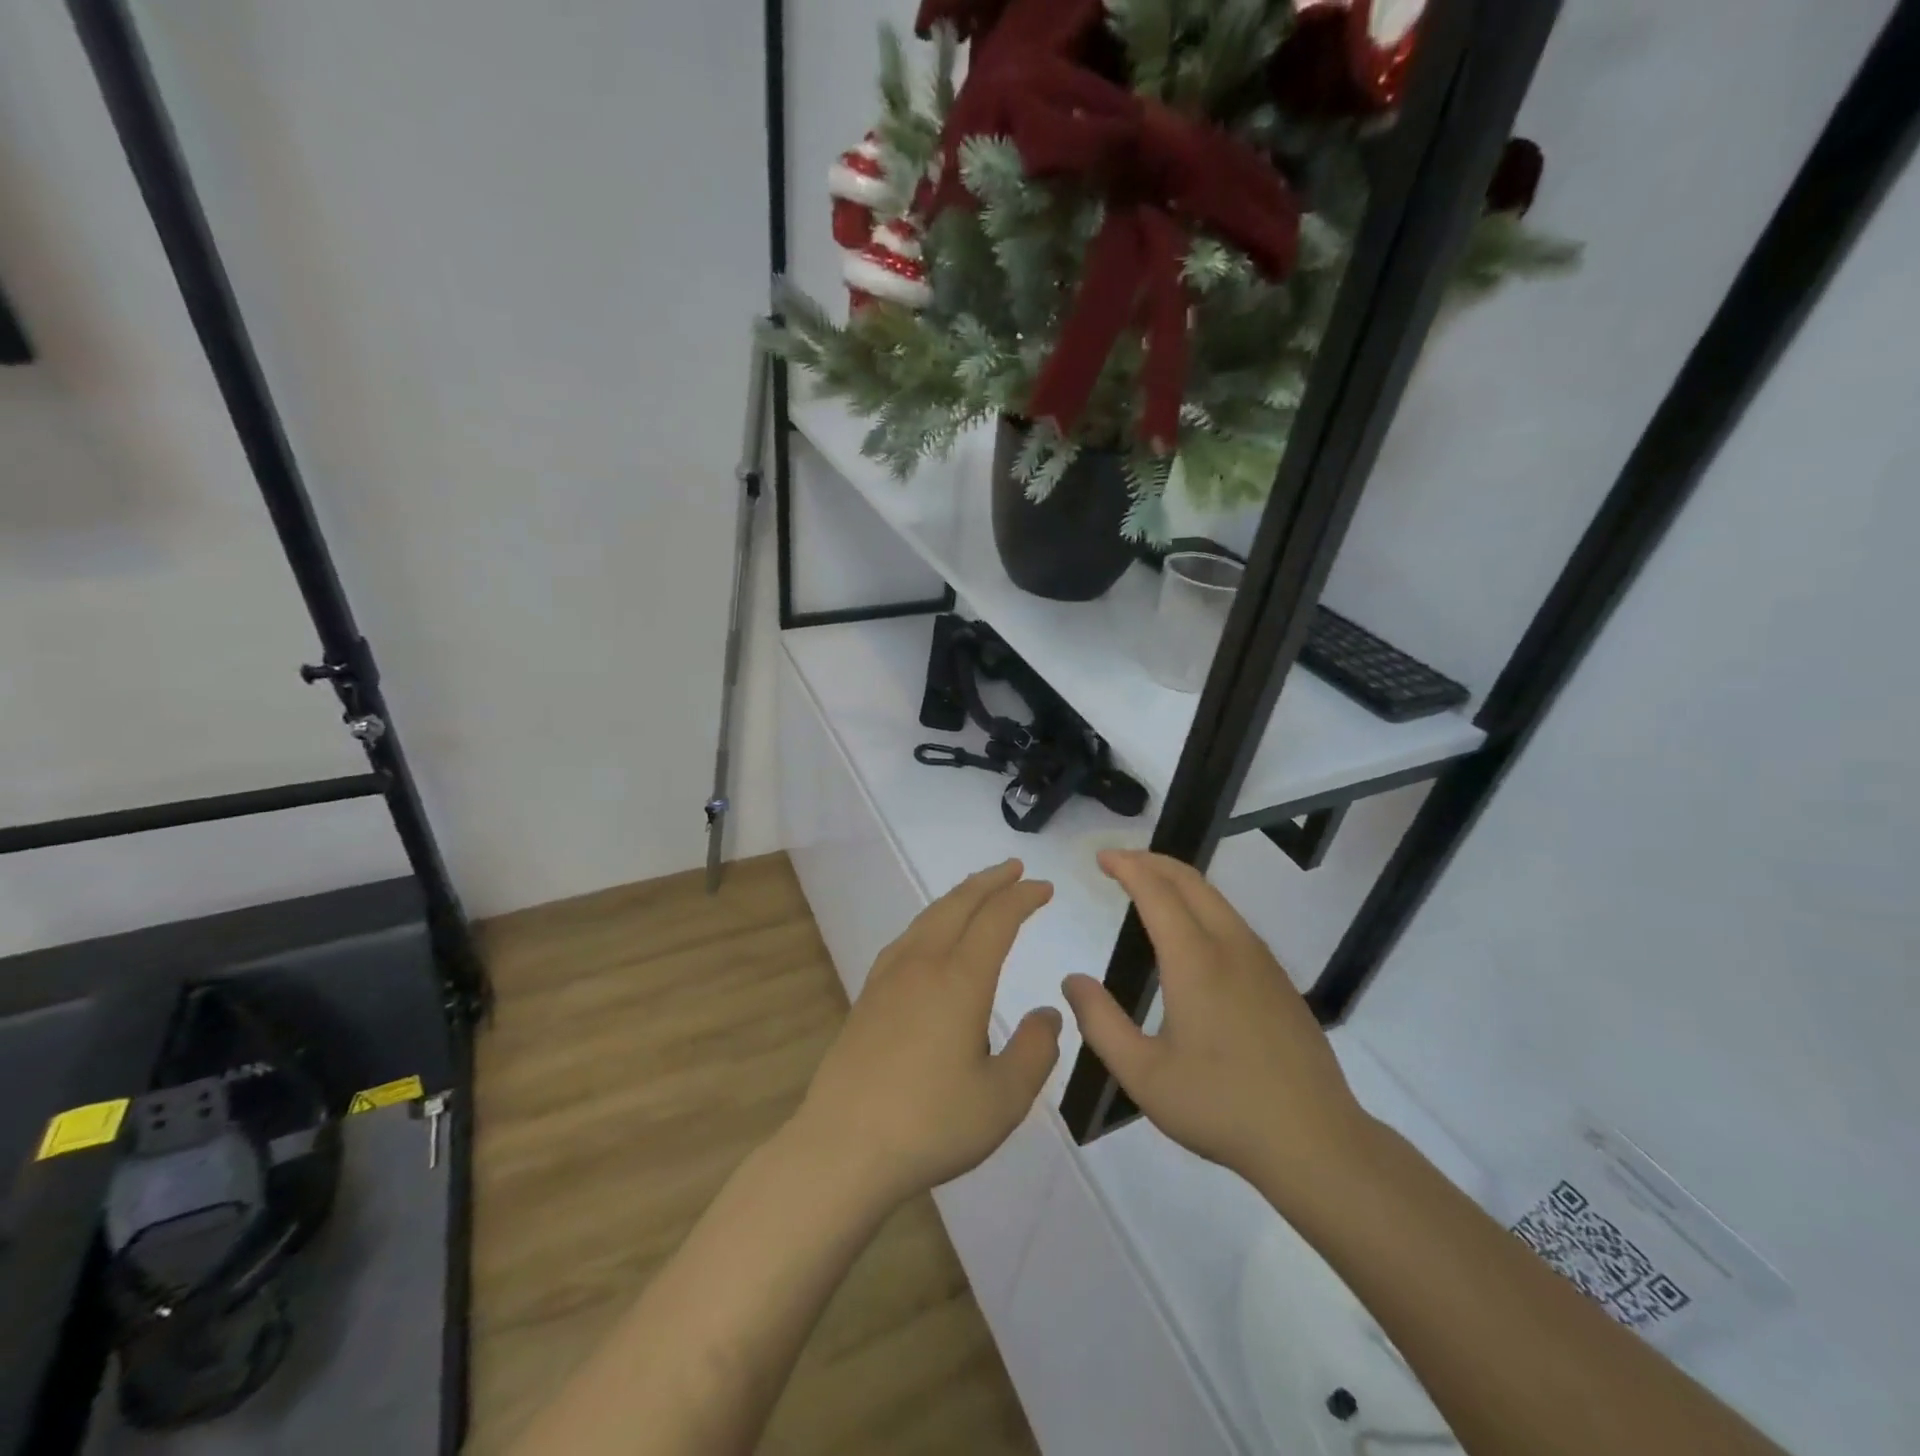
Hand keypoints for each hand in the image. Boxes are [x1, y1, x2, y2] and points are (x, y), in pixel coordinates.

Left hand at [791, 860, 1061, 1210]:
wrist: (843, 1148)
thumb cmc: (930, 1123)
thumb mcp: (1003, 1098)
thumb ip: (1035, 1051)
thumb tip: (1047, 1014)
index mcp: (959, 980)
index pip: (996, 919)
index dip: (1023, 898)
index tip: (1045, 888)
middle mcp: (922, 965)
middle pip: (958, 905)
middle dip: (990, 882)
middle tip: (1014, 869)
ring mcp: (888, 978)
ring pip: (928, 918)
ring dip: (958, 897)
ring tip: (977, 892)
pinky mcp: (867, 997)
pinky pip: (906, 939)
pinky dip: (930, 921)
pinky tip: (929, 938)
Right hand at [1061, 850, 1372, 1203]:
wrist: (1316, 1141)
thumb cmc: (1221, 1106)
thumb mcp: (1143, 1074)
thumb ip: (1100, 1023)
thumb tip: (1073, 980)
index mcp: (1195, 961)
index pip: (1156, 892)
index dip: (1127, 867)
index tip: (1101, 857)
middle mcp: (1231, 947)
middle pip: (1190, 881)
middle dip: (1152, 861)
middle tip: (1119, 861)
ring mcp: (1261, 961)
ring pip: (1216, 898)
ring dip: (1178, 880)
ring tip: (1148, 886)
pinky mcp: (1279, 980)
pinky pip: (1233, 921)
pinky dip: (1202, 904)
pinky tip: (1192, 931)